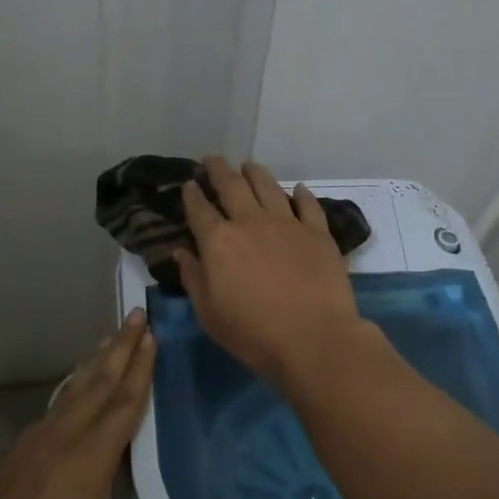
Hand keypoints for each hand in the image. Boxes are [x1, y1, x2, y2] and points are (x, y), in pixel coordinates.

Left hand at [0, 311, 229, 498]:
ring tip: (110, 336)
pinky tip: (75, 386)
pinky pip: (53, 405)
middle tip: (136, 314)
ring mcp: (34, 441)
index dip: (141, 366)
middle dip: (120, 346)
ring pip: (72, 389)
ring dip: (95, 361)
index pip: (123, 401)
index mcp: (88, 459)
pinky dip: (72, 385)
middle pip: (98, 382)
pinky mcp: (16, 451)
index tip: (152, 333)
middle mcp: (61, 438)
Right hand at [175, 156, 372, 387]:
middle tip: (212, 159)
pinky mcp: (317, 232)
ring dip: (255, 172)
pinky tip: (297, 189)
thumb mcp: (209, 313)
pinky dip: (301, 194)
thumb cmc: (253, 333)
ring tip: (248, 165)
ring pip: (268, 185)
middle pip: (231, 185)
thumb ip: (193, 278)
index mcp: (219, 241)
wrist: (314, 339)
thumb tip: (181, 251)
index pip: (199, 209)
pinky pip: (308, 204)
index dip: (191, 194)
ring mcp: (287, 223)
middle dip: (218, 168)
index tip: (189, 184)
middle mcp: (250, 222)